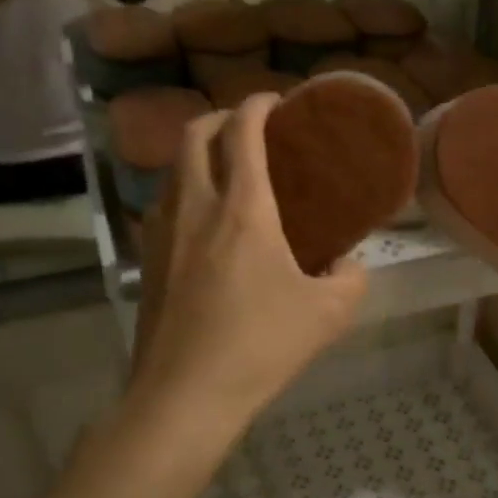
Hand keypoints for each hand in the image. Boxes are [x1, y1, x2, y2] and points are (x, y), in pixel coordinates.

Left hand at [132, 96, 366, 429]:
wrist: (184, 397)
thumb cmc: (260, 346)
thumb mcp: (329, 314)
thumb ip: (351, 279)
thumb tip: (347, 266)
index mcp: (242, 209)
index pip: (243, 132)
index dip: (258, 104)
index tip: (276, 101)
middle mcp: (195, 207)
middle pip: (194, 135)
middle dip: (220, 118)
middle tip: (248, 129)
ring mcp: (162, 234)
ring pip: (172, 171)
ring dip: (197, 156)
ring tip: (227, 174)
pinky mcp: (147, 263)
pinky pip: (164, 207)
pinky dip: (185, 194)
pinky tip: (205, 227)